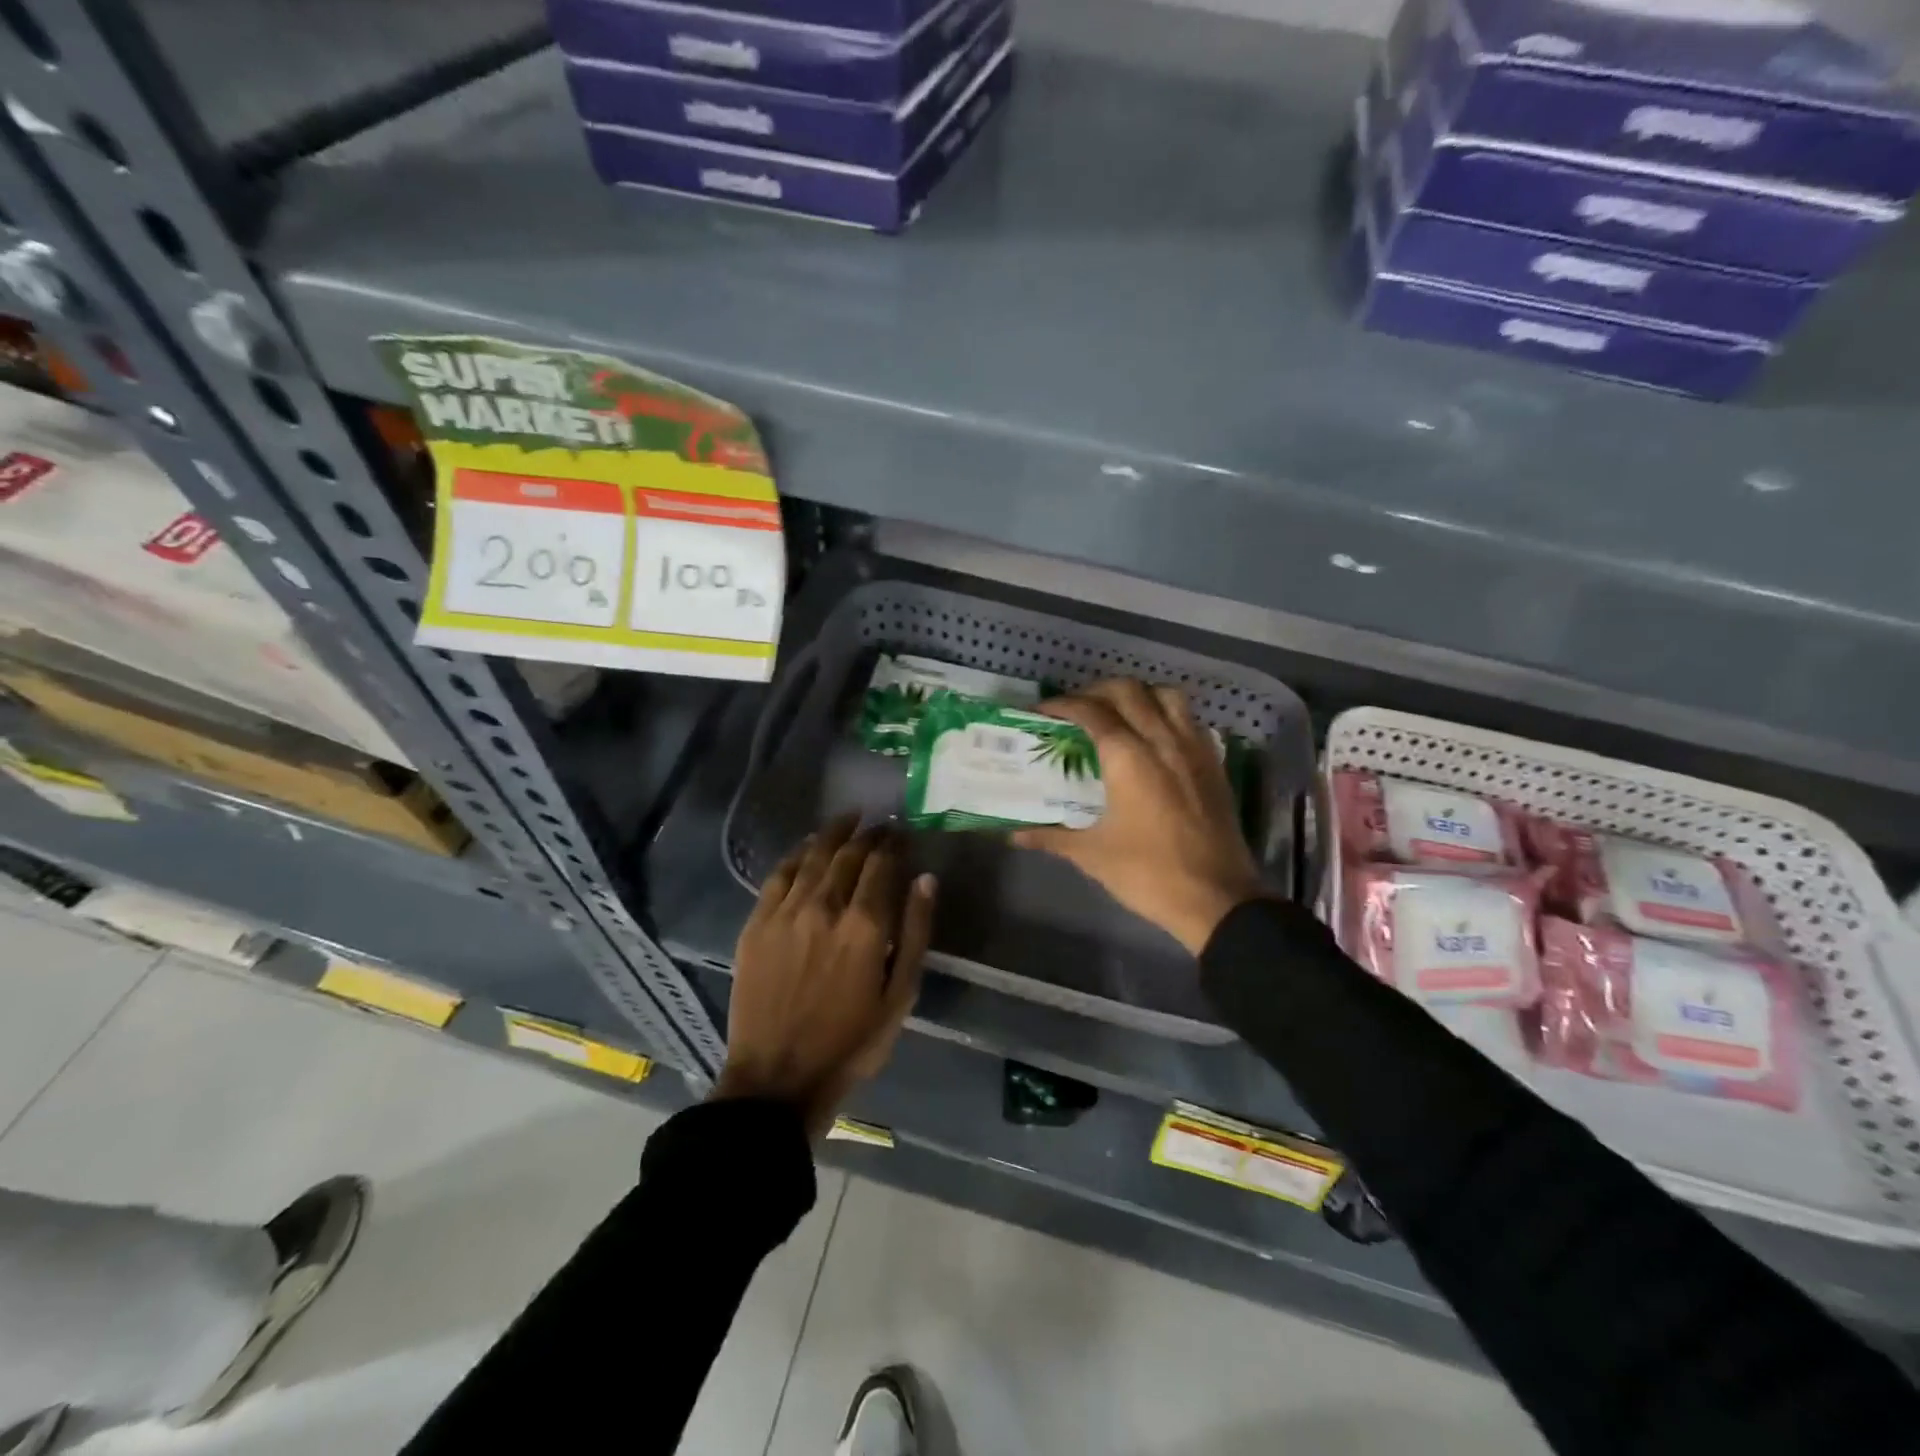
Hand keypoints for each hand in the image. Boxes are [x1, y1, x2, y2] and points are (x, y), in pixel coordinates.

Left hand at [716, 814, 935, 1136]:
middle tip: (880, 825)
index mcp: (865, 925)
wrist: (778, 1078)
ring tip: (849, 819)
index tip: (902, 834)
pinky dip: (797, 854)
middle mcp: (825, 906)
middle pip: (849, 854)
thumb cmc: (851, 1042)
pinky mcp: (757, 923)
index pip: (882, 865)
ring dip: (834, 834)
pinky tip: (807, 847)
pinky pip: (779, 875)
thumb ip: (915, 932)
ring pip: (813, 856)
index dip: (894, 844)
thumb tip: (926, 879)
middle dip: (868, 834)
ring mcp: (786, 912)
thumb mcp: (900, 995)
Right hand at [1014, 680, 1263, 955]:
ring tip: (1118, 714)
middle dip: (1097, 691)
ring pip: (1166, 696)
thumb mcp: (1092, 855)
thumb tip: (1014, 835)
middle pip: (1128, 691)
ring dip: (1138, 695)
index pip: (1091, 711)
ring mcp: (1194, 749)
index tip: (1041, 712)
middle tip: (1076, 710)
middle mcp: (1163, 740)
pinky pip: (1190, 720)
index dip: (1063, 705)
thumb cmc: (1148, 874)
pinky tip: (1155, 738)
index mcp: (1129, 757)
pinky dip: (1167, 714)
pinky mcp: (1215, 764)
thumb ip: (1051, 837)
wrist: (1217, 899)